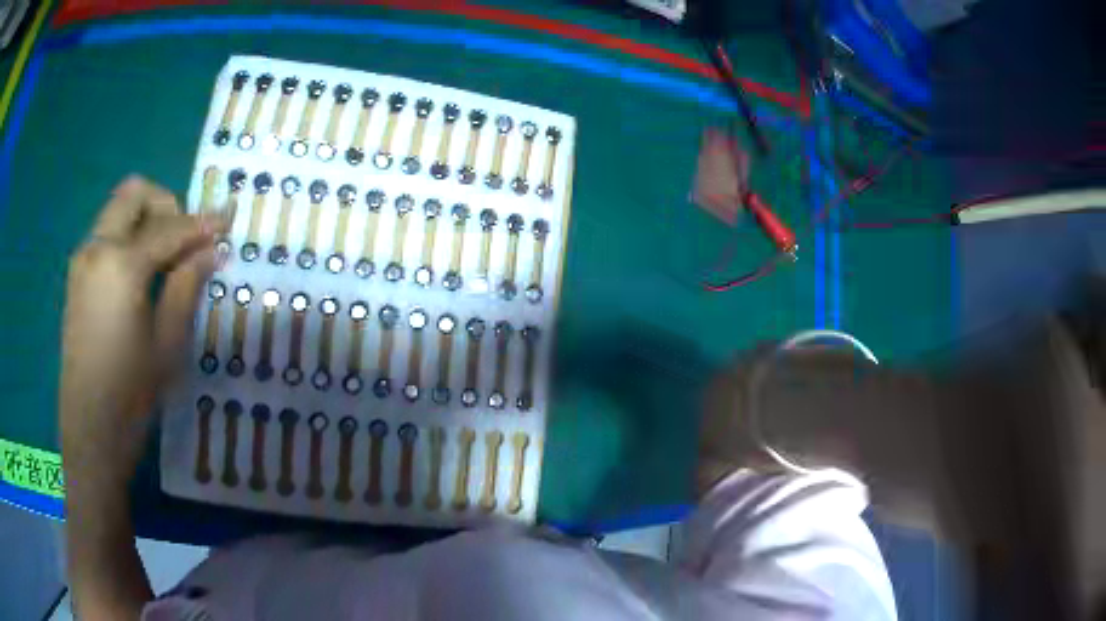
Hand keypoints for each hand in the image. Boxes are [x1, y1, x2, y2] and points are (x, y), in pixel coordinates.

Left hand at [59, 176, 226, 486]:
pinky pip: (106, 236)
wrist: (89, 433)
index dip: (202, 223)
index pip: (169, 228)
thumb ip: (186, 286)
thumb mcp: (166, 344)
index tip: (228, 219)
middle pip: (134, 194)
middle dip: (166, 205)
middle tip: (186, 239)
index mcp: (121, 264)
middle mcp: (97, 248)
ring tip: (167, 258)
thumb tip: (212, 250)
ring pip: (118, 212)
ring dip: (146, 220)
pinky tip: (142, 274)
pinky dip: (129, 238)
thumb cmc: (130, 396)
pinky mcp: (76, 278)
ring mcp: (82, 260)